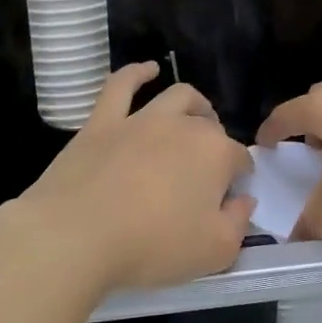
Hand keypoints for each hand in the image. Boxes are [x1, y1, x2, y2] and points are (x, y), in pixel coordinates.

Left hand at [11, 63, 255, 295]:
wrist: (77, 235)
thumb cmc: (152, 246)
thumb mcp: (214, 252)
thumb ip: (238, 223)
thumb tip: (244, 199)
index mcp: (215, 154)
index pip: (239, 159)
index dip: (239, 176)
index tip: (231, 196)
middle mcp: (182, 126)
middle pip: (209, 126)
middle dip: (217, 142)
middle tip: (208, 168)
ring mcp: (140, 119)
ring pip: (176, 97)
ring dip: (193, 104)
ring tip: (197, 114)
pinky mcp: (102, 122)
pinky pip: (121, 85)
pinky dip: (137, 73)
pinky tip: (148, 70)